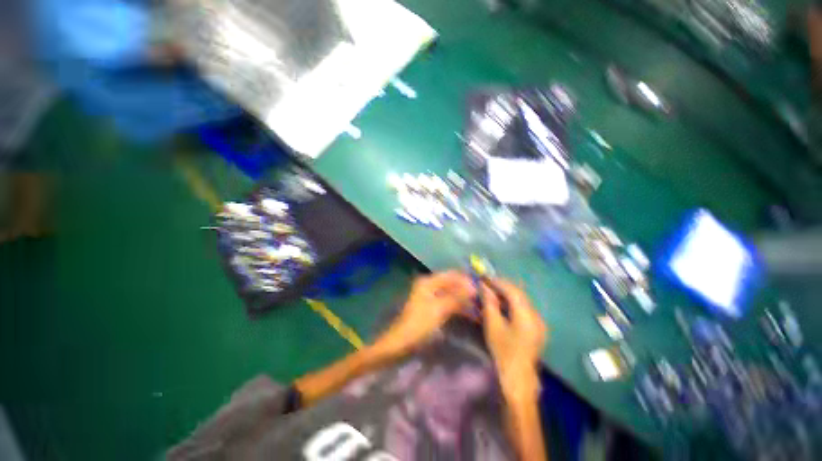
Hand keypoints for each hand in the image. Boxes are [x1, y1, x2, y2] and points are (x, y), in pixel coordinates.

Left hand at [373, 271, 475, 358]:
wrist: (401, 342)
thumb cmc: (419, 324)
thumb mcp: (439, 310)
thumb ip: (457, 297)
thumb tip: (473, 288)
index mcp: (428, 281)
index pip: (451, 275)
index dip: (466, 280)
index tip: (481, 288)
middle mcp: (429, 284)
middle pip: (451, 282)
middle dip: (465, 288)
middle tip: (481, 297)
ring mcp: (429, 294)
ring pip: (450, 291)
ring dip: (462, 297)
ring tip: (478, 304)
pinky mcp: (431, 305)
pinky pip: (447, 300)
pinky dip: (457, 304)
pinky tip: (468, 310)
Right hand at [481, 279, 547, 399]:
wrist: (518, 378)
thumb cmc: (503, 351)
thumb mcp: (493, 325)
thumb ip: (489, 303)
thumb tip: (484, 286)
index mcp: (527, 315)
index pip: (513, 291)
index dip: (499, 282)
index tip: (485, 278)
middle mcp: (536, 316)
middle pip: (519, 294)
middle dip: (503, 287)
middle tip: (487, 284)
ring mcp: (539, 322)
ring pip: (522, 301)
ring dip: (507, 294)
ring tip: (492, 292)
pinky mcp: (537, 328)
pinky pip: (524, 309)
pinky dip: (512, 303)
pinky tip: (502, 304)